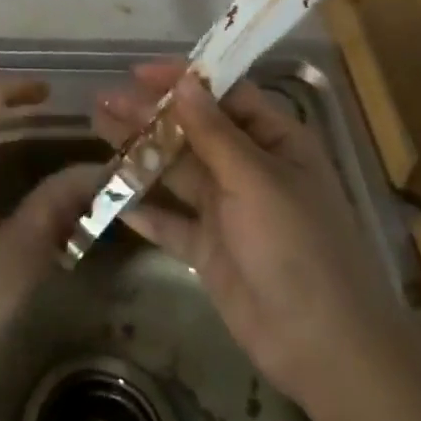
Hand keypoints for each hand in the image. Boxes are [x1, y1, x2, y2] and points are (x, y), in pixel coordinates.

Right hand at [93, 62, 401, 406]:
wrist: (323, 347)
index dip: (182, 80)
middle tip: (103, 101)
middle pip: (192, 131)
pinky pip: (169, 221)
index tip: (138, 73)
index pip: (224, 95)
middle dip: (149, 115)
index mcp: (274, 142)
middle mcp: (249, 169)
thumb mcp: (256, 180)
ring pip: (175, 171)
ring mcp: (227, 210)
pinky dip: (142, 209)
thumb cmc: (297, 247)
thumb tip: (185, 81)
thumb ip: (214, 132)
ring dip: (138, 152)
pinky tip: (110, 196)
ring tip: (97, 129)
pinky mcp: (209, 249)